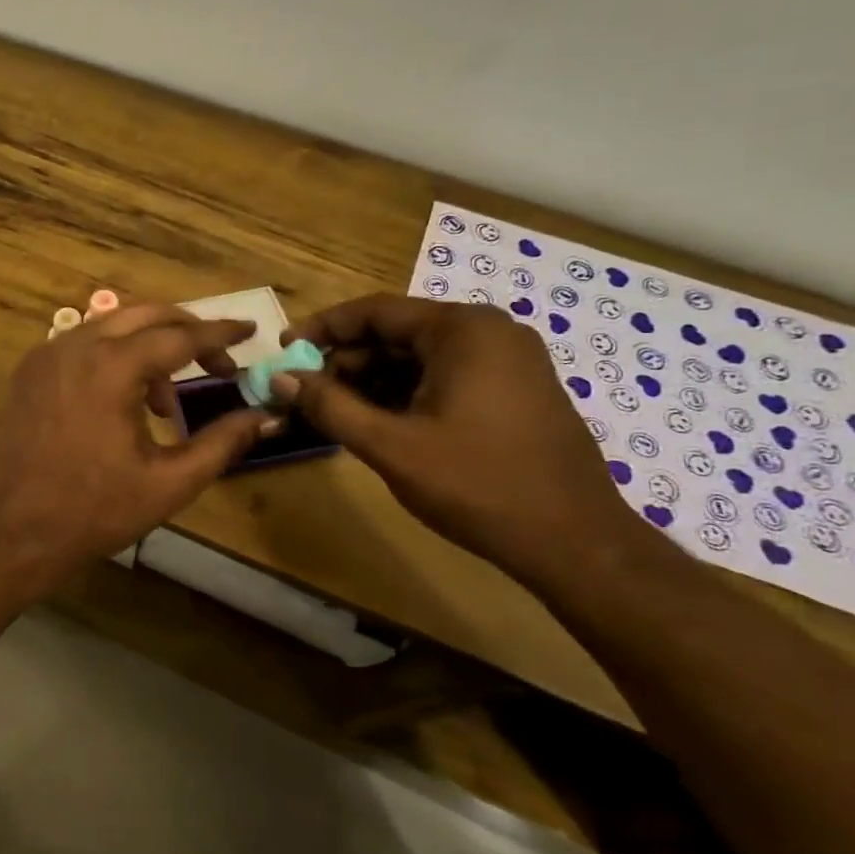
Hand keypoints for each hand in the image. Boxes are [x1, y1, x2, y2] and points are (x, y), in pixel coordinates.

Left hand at [0, 304, 281, 576]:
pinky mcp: (30, 370)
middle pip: (145, 315)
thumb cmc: (94, 511)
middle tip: (217, 361)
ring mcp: (46, 354)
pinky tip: (124, 399)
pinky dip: (113, 355)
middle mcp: (76, 345)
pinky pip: (82, 343)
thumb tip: (266, 416)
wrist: (13, 531)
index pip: (179, 336)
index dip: (219, 335)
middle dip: (186, 330)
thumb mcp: (169, 482)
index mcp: (111, 367)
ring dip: (149, 346)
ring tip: (166, 401)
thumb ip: (222, 443)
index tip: (250, 330)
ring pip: (111, 325)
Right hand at [274, 294, 648, 582]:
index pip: (374, 312)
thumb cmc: (477, 485)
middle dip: (346, 360)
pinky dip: (405, 393)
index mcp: (462, 330)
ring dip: (373, 381)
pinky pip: (445, 376)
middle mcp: (488, 332)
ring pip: (419, 357)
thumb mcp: (390, 445)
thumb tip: (280, 378)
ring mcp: (508, 360)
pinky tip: (378, 422)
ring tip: (335, 412)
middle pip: (397, 333)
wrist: (574, 542)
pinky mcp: (515, 389)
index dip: (322, 329)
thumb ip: (329, 406)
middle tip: (306, 392)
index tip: (284, 351)